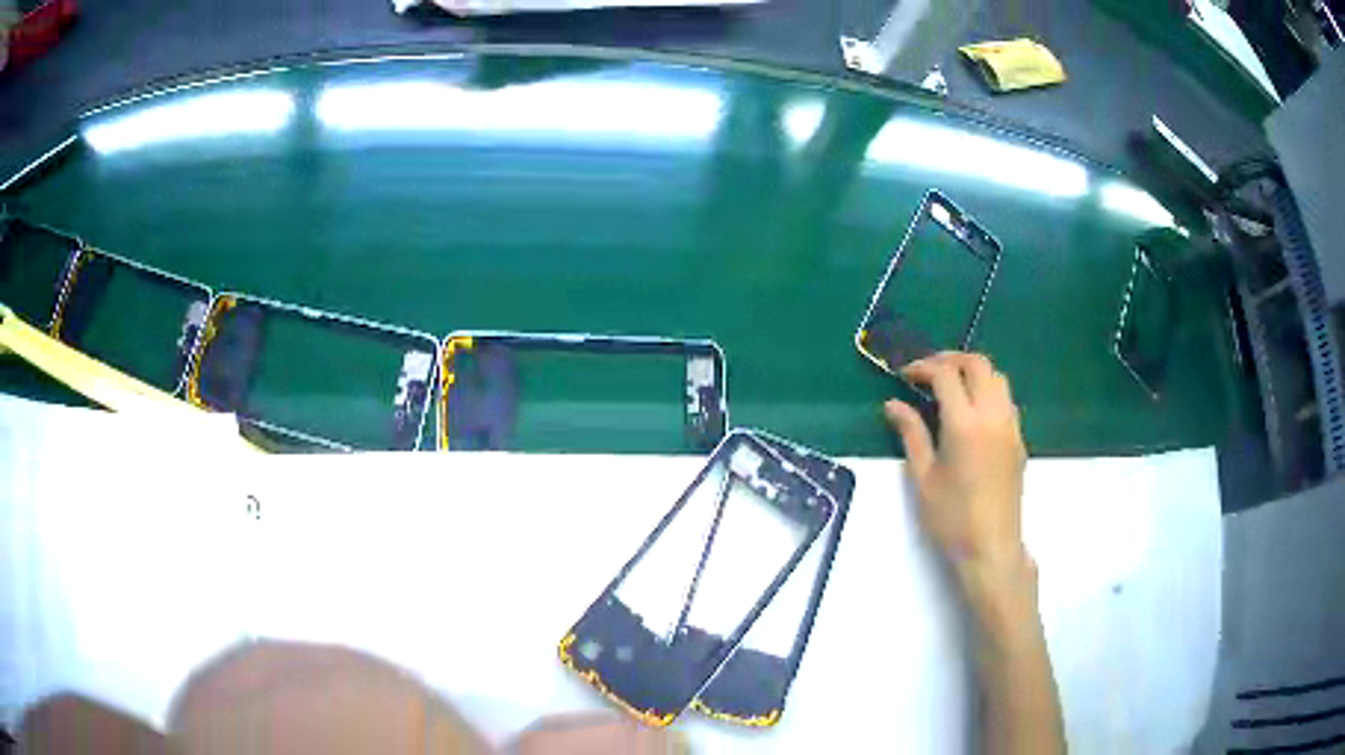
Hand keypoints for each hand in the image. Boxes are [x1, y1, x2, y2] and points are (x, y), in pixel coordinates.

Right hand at [883, 352, 1030, 588]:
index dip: (923, 367)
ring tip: (950, 387)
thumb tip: (893, 405)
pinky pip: (1006, 399)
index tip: (905, 375)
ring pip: (997, 377)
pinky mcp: (1019, 439)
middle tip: (927, 373)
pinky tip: (972, 411)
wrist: (991, 547)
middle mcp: (992, 415)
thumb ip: (911, 434)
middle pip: (978, 364)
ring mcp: (1011, 426)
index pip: (946, 375)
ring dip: (973, 372)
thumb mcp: (923, 478)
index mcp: (965, 424)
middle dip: (950, 359)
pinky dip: (988, 390)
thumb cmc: (951, 518)